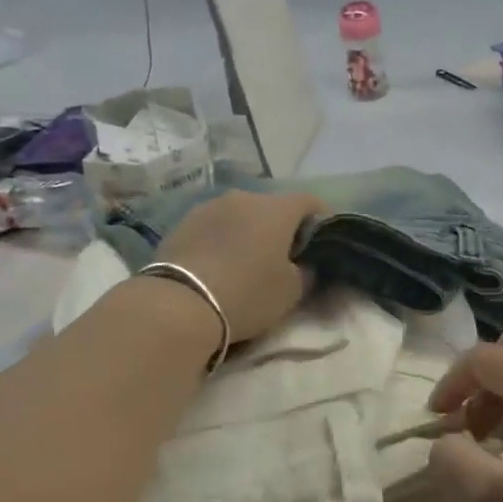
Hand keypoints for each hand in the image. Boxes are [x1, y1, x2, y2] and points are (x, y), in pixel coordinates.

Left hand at [157, 190, 325, 342]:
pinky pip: (215, 226)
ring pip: (240, 214)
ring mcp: (210, 206)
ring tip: (247, 260)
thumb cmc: (247, 293)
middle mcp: (244, 197)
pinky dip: (223, 239)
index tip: (323, 240)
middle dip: (282, 227)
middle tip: (284, 256)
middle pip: (273, 207)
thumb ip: (307, 272)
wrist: (179, 303)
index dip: (322, 219)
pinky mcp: (183, 222)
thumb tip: (306, 264)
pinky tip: (219, 263)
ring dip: (249, 231)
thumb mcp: (291, 291)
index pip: (310, 202)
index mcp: (277, 209)